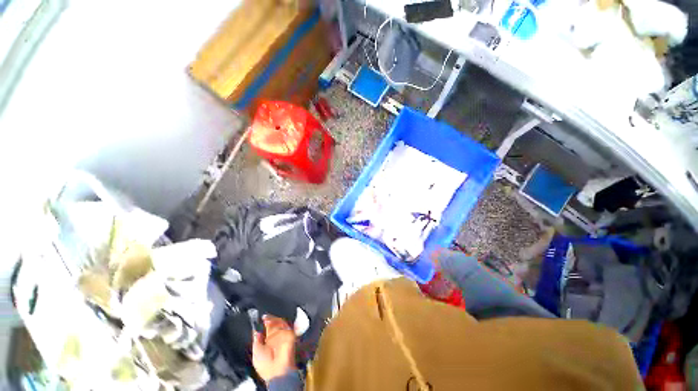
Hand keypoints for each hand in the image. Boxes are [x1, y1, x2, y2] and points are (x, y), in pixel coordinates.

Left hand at [252, 315, 296, 382]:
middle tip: (264, 317)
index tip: (261, 318)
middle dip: (270, 319)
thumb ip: (256, 340)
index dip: (265, 323)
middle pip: (275, 323)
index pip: (268, 329)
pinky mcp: (290, 335)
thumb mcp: (256, 352)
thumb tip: (256, 331)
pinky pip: (286, 325)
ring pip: (280, 322)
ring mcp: (284, 336)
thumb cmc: (266, 367)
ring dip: (274, 320)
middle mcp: (277, 338)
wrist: (276, 372)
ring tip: (267, 319)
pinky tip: (273, 322)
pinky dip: (280, 323)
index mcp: (269, 342)